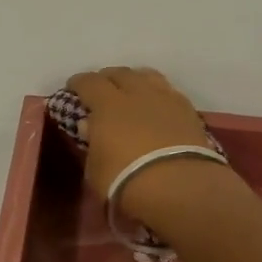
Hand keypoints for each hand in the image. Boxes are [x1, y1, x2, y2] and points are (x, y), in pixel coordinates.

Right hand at [66, 68, 225, 229]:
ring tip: (131, 89)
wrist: (178, 187)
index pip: (88, 82)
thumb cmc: (124, 181)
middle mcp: (136, 93)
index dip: (78, 83)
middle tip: (101, 89)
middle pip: (120, 73)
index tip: (73, 87)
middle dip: (107, 78)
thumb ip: (91, 142)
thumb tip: (89, 124)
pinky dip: (158, 93)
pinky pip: (169, 92)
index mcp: (107, 105)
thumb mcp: (95, 168)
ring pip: (148, 76)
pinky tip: (156, 104)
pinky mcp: (189, 111)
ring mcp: (165, 99)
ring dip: (135, 79)